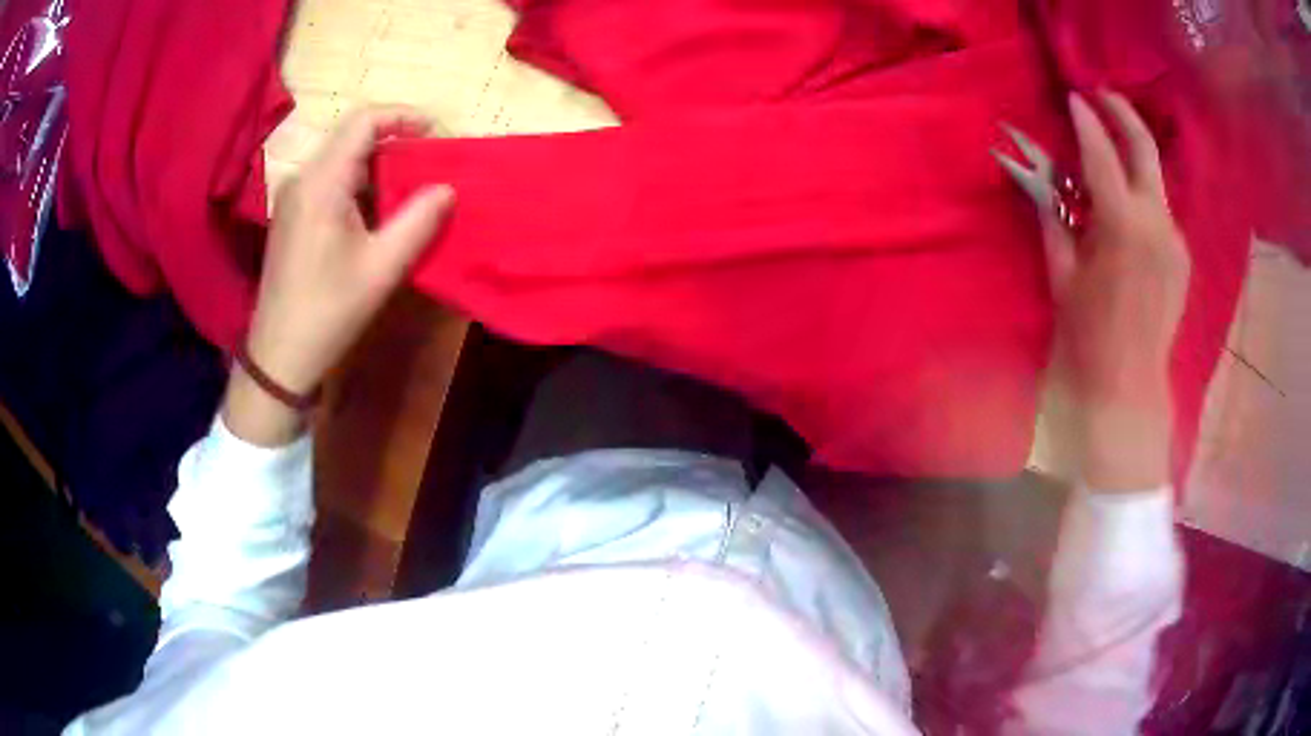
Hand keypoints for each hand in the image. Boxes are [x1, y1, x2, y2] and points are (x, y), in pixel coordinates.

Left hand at [222, 106, 453, 445]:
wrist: (280, 354)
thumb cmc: (329, 311)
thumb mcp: (382, 267)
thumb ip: (419, 220)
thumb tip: (447, 187)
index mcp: (321, 182)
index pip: (363, 121)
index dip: (402, 116)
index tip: (435, 131)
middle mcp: (303, 179)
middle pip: (351, 137)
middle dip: (394, 142)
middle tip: (429, 165)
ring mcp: (293, 197)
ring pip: (342, 159)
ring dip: (378, 166)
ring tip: (410, 190)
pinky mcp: (292, 215)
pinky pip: (330, 181)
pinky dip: (360, 185)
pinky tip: (377, 213)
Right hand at [1043, 92, 1190, 490]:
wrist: (1128, 388)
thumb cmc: (1088, 335)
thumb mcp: (1062, 274)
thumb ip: (1057, 218)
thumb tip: (1046, 182)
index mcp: (1122, 224)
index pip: (1102, 153)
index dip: (1085, 122)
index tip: (1072, 99)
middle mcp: (1156, 221)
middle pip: (1144, 148)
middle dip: (1122, 113)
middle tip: (1101, 95)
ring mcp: (1174, 239)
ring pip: (1155, 178)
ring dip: (1133, 156)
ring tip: (1111, 153)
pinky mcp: (1181, 256)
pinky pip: (1161, 210)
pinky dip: (1143, 195)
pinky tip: (1128, 207)